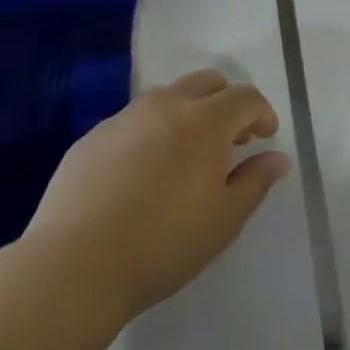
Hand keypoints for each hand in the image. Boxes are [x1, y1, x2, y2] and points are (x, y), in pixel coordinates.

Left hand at [20, 71, 292, 322]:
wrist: (73, 266)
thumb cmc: (163, 244)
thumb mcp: (224, 220)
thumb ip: (255, 181)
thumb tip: (277, 158)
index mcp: (205, 121)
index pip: (246, 98)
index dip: (262, 113)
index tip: (265, 138)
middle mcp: (166, 106)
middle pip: (207, 83)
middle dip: (226, 102)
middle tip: (229, 140)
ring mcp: (123, 119)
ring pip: (166, 98)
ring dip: (186, 114)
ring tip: (184, 156)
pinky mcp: (90, 139)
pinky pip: (131, 123)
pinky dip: (149, 134)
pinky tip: (140, 175)